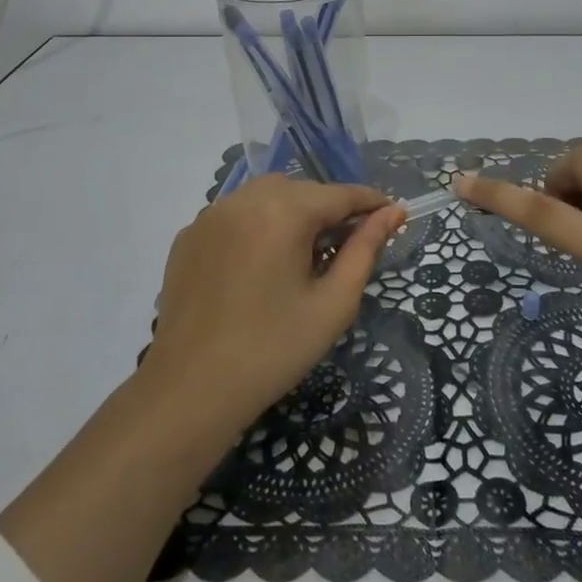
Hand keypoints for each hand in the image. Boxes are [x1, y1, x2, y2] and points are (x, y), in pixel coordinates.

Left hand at [139, 175, 405, 439]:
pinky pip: (235, 214)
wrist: (190, 390)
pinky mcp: (188, 235)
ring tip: (303, 253)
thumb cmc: (274, 350)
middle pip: (302, 190)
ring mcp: (210, 214)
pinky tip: (260, 263)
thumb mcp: (333, 303)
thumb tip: (392, 212)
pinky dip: (257, 224)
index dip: (370, 203)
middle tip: (347, 245)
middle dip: (329, 209)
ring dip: (292, 212)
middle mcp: (244, 199)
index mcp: (284, 211)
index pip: (340, 194)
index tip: (393, 215)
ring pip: (266, 196)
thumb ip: (365, 250)